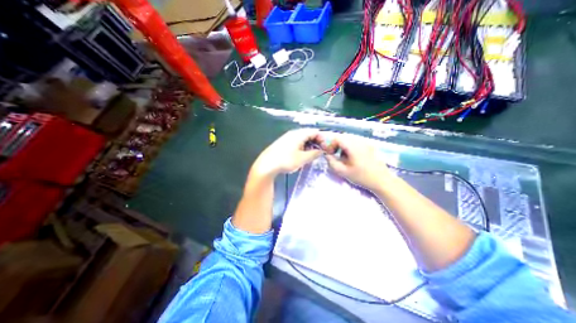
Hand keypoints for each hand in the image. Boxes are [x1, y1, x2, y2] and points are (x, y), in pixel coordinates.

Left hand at [251, 129, 322, 179]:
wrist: (266, 165)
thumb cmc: (286, 160)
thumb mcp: (302, 159)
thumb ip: (313, 154)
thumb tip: (321, 151)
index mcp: (299, 134)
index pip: (314, 131)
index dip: (322, 138)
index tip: (327, 147)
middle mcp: (293, 133)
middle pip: (308, 134)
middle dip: (316, 142)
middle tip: (321, 152)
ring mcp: (287, 138)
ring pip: (302, 139)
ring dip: (309, 145)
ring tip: (313, 155)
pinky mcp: (283, 143)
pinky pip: (296, 142)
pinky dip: (302, 147)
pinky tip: (302, 155)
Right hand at [323, 132, 396, 192]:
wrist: (382, 180)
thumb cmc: (361, 177)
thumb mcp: (343, 171)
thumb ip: (332, 162)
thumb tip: (326, 155)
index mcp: (353, 146)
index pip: (337, 138)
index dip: (331, 144)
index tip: (330, 154)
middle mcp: (360, 141)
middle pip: (343, 137)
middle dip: (336, 145)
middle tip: (334, 155)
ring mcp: (366, 143)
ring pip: (349, 139)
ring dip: (343, 146)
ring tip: (343, 157)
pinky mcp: (369, 146)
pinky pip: (356, 142)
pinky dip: (350, 147)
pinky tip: (352, 157)